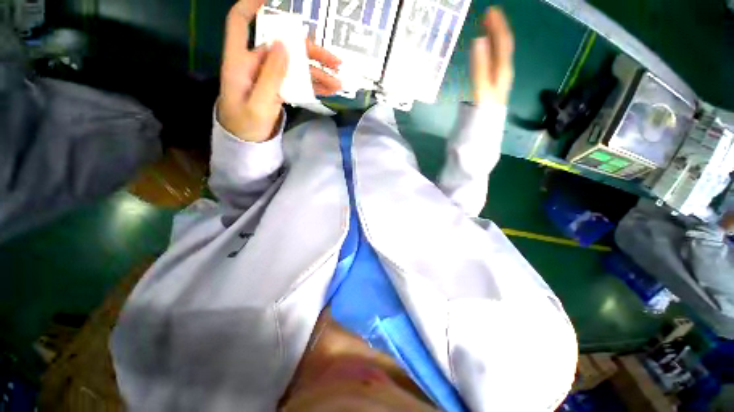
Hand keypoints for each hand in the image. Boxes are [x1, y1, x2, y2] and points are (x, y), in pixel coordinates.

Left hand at [218, 0, 341, 141]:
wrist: (247, 140)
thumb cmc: (246, 123)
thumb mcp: (257, 103)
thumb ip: (270, 76)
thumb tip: (283, 44)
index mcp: (241, 61)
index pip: (240, 22)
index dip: (253, 5)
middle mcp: (256, 62)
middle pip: (284, 46)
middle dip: (311, 52)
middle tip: (335, 62)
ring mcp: (269, 75)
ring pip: (295, 65)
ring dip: (318, 72)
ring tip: (338, 82)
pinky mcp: (278, 87)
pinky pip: (297, 81)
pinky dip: (313, 85)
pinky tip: (329, 90)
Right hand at [471, 7, 514, 106]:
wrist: (482, 134)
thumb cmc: (481, 113)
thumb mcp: (481, 89)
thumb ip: (480, 66)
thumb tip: (480, 40)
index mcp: (502, 71)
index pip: (504, 42)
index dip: (498, 26)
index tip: (490, 10)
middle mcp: (503, 72)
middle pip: (504, 46)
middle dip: (497, 29)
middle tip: (487, 15)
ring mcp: (498, 79)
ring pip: (500, 53)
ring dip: (494, 38)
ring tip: (486, 28)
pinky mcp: (491, 86)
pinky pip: (494, 62)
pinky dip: (489, 51)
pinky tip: (484, 51)